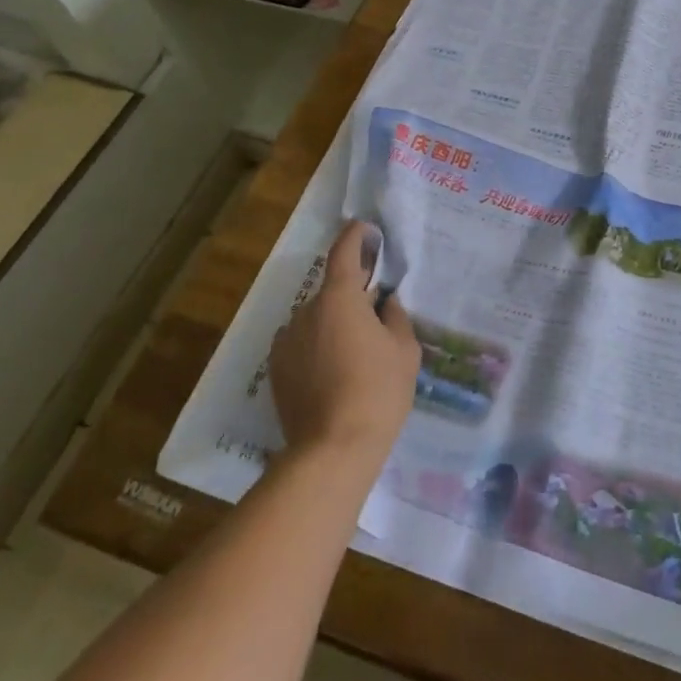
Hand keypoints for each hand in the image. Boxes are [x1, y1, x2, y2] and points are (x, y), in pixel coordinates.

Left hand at [269, 221, 419, 466]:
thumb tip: (385, 302)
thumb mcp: (404, 349)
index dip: (354, 235)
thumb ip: (395, 316)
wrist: (332, 451)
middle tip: (375, 314)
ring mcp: (286, 342)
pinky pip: (301, 344)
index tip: (365, 228)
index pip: (344, 252)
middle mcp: (306, 312)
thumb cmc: (378, 391)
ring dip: (333, 323)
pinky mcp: (276, 371)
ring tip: (355, 352)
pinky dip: (317, 346)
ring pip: (315, 319)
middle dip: (352, 294)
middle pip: (332, 290)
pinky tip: (334, 371)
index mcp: (339, 298)